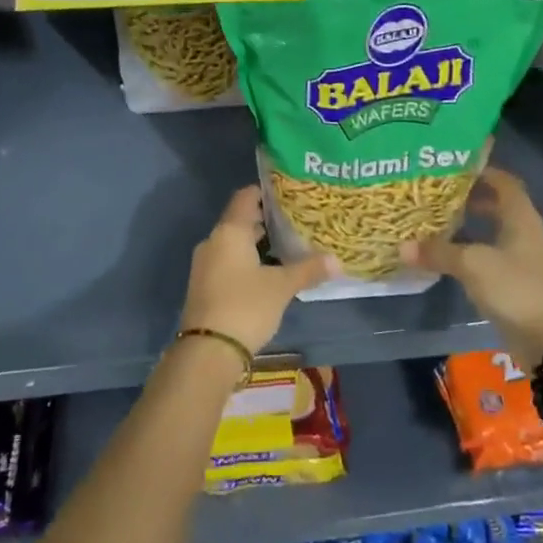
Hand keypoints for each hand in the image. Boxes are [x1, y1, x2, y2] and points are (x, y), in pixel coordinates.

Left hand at [179, 187, 334, 356]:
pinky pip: (228, 262)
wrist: (208, 351)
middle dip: (266, 220)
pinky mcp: (205, 285)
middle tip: (296, 221)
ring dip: (257, 244)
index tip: (288, 193)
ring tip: (288, 246)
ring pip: (234, 244)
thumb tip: (337, 261)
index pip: (245, 198)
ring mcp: (206, 264)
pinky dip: (247, 261)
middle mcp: (213, 241)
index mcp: (229, 232)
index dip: (265, 192)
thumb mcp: (282, 287)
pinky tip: (269, 272)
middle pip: (240, 221)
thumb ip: (308, 270)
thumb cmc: (246, 306)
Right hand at [402, 167, 542, 368]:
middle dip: (470, 198)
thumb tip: (403, 246)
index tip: (453, 167)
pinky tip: (449, 256)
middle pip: (498, 205)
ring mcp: (523, 258)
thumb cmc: (515, 288)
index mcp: (521, 217)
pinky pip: (491, 256)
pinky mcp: (516, 281)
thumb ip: (438, 252)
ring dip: (470, 225)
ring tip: (437, 222)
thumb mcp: (473, 265)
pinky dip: (471, 251)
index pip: (504, 182)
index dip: (482, 171)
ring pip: (494, 231)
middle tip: (437, 194)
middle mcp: (525, 232)